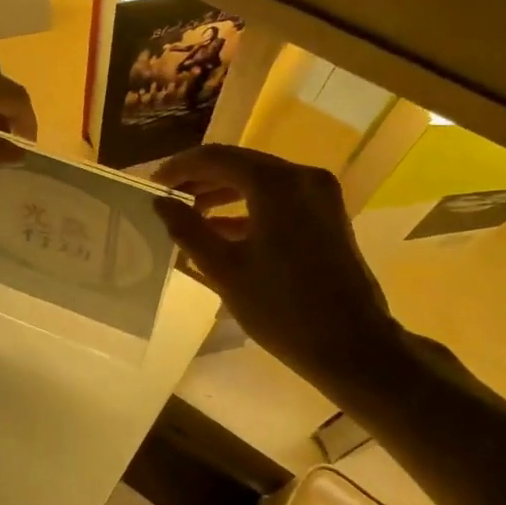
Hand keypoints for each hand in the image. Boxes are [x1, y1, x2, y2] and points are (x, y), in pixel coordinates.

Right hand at [152, 146, 407, 393]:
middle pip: (240, 164)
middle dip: (200, 178)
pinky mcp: (327, 215)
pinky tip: (220, 229)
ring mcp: (319, 195)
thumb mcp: (224, 269)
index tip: (152, 183)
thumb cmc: (282, 308)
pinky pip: (278, 198)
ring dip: (222, 192)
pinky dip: (247, 207)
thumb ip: (187, 228)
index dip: (179, 167)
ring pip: (259, 180)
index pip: (216, 157)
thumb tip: (160, 202)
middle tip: (167, 196)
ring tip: (188, 212)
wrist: (353, 347)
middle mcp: (301, 177)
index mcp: (275, 184)